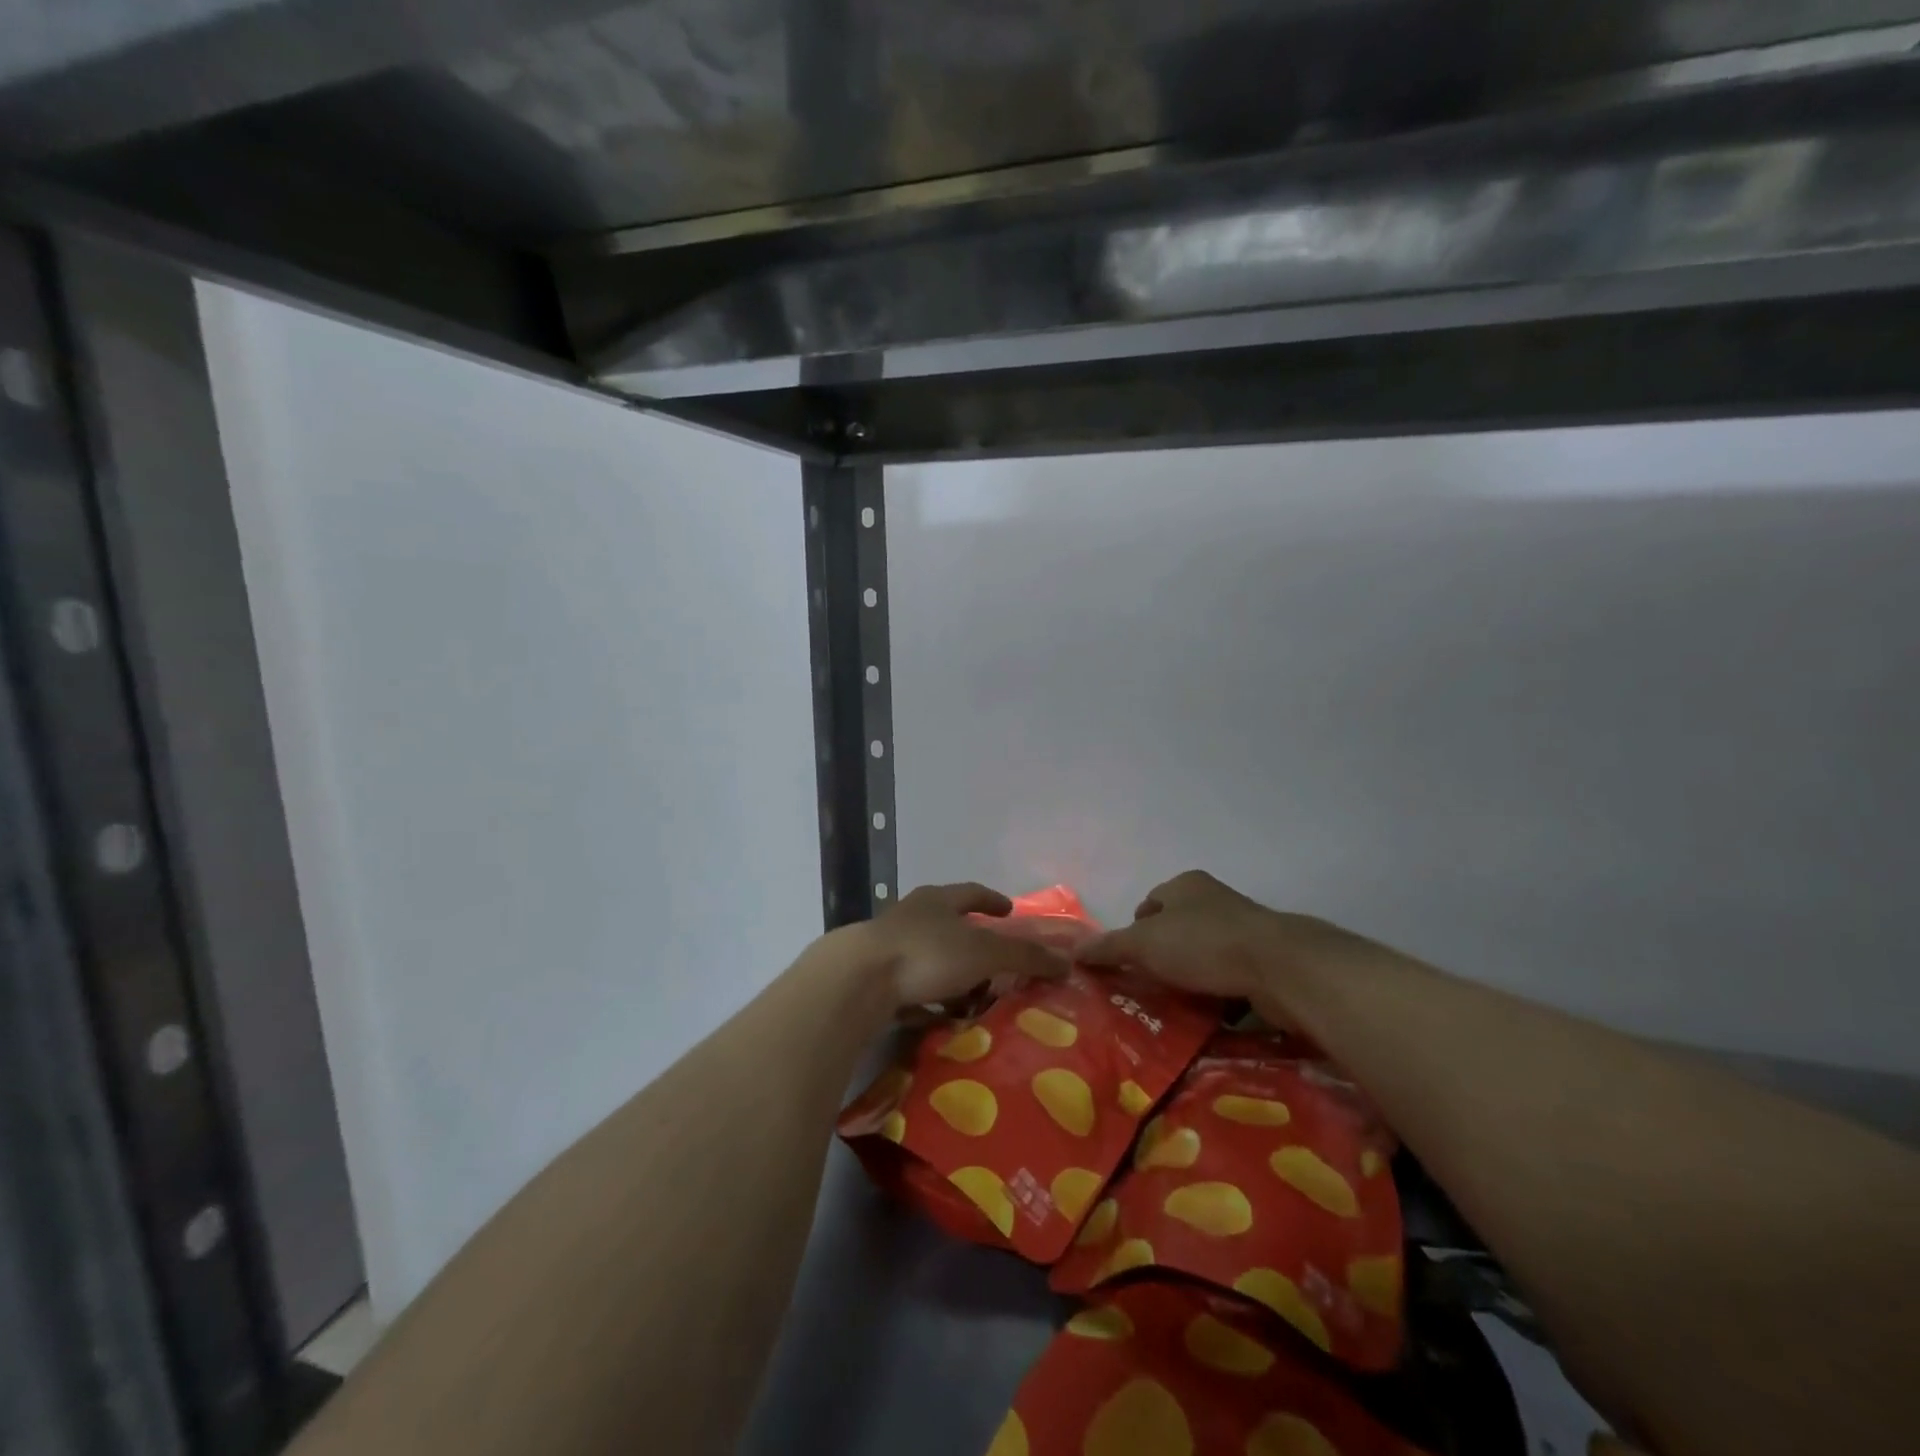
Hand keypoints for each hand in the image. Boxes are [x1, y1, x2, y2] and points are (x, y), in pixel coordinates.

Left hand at [858, 882, 1069, 1008]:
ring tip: (973, 995)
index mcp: (938, 900)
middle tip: (995, 958)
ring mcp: (889, 946)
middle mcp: (912, 916)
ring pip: (929, 956)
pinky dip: (929, 998)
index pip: (972, 893)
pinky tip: (940, 1017)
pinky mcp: (874, 978)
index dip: (993, 900)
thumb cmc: (927, 953)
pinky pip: (911, 987)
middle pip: (948, 923)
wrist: (858, 980)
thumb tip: (1066, 961)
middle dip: (972, 939)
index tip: (1009, 910)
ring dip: (951, 973)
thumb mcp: (984, 953)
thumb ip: (1024, 956)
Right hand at [1077, 870, 1362, 1002]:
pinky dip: (1216, 992)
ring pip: (1203, 954)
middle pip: (1177, 929)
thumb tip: (1072, 950)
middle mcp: (1214, 900)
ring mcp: (1243, 930)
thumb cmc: (1203, 943)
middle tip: (1144, 987)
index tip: (1126, 962)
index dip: (1134, 931)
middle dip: (1162, 956)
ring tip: (1172, 1006)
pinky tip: (1207, 1014)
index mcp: (1185, 885)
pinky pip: (1229, 976)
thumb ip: (1109, 948)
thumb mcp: (1144, 944)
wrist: (1280, 968)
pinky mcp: (1264, 961)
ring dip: (1190, 976)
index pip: (1150, 903)